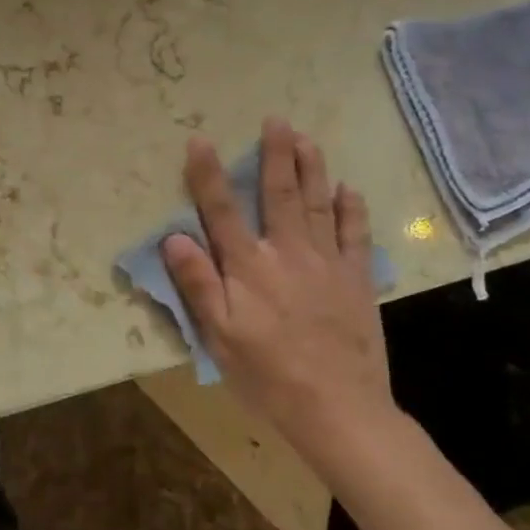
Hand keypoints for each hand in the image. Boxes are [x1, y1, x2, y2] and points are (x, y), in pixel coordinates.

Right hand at [161, 118, 394, 447]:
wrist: (338, 408)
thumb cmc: (266, 374)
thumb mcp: (218, 335)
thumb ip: (197, 283)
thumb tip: (173, 236)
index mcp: (248, 267)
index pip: (222, 210)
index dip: (208, 174)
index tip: (200, 141)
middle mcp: (287, 254)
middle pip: (278, 195)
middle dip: (275, 155)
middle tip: (276, 120)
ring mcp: (327, 264)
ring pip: (317, 204)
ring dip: (311, 169)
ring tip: (307, 138)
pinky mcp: (356, 280)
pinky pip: (354, 235)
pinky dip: (351, 209)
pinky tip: (348, 189)